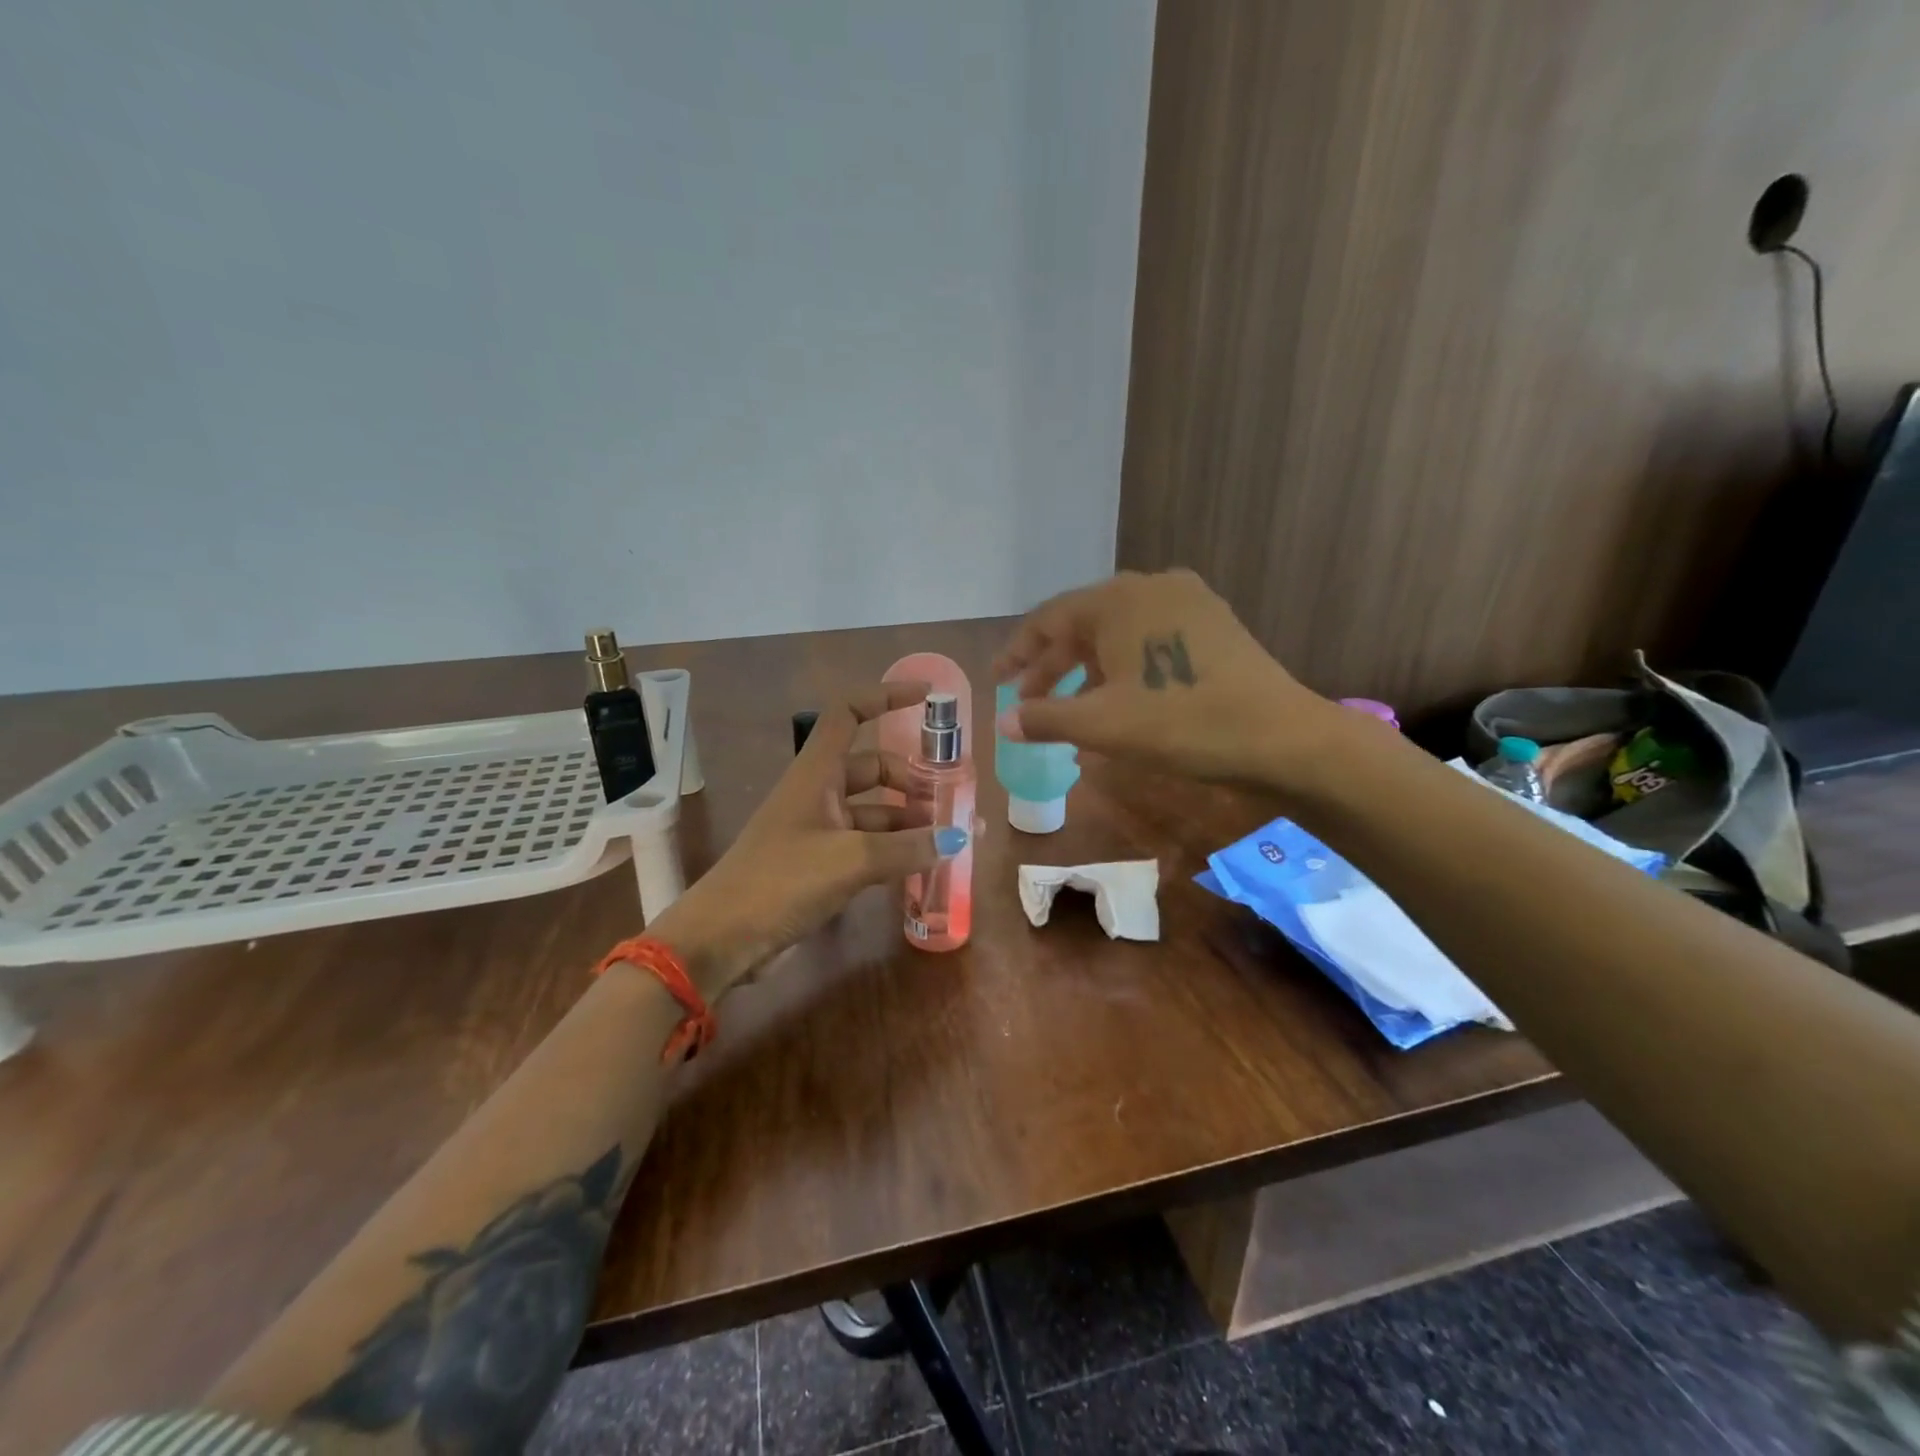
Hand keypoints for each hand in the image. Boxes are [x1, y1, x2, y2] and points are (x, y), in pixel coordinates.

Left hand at [648, 680, 964, 996]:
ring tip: (947, 840)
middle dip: (911, 780)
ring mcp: (818, 830)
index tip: (927, 698)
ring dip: (908, 820)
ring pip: (873, 810)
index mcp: (817, 772)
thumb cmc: (781, 881)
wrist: (722, 938)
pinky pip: (867, 845)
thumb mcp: (850, 859)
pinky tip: (922, 866)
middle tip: (949, 802)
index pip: (849, 714)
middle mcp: (818, 793)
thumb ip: (907, 847)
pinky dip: (894, 850)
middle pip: (873, 767)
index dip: (886, 697)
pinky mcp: (819, 865)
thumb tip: (959, 839)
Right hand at [991, 569, 1340, 787]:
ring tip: (1067, 706)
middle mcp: (1151, 587)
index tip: (996, 681)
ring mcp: (1188, 603)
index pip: (1049, 619)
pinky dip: (1123, 667)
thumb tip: (1003, 724)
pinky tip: (1117, 698)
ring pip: (1118, 633)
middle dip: (1051, 664)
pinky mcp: (1214, 625)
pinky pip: (1150, 639)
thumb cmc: (1181, 723)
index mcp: (1118, 599)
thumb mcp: (1103, 724)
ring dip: (1086, 669)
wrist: (1280, 736)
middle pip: (1084, 623)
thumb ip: (1046, 718)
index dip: (1017, 652)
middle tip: (1026, 698)